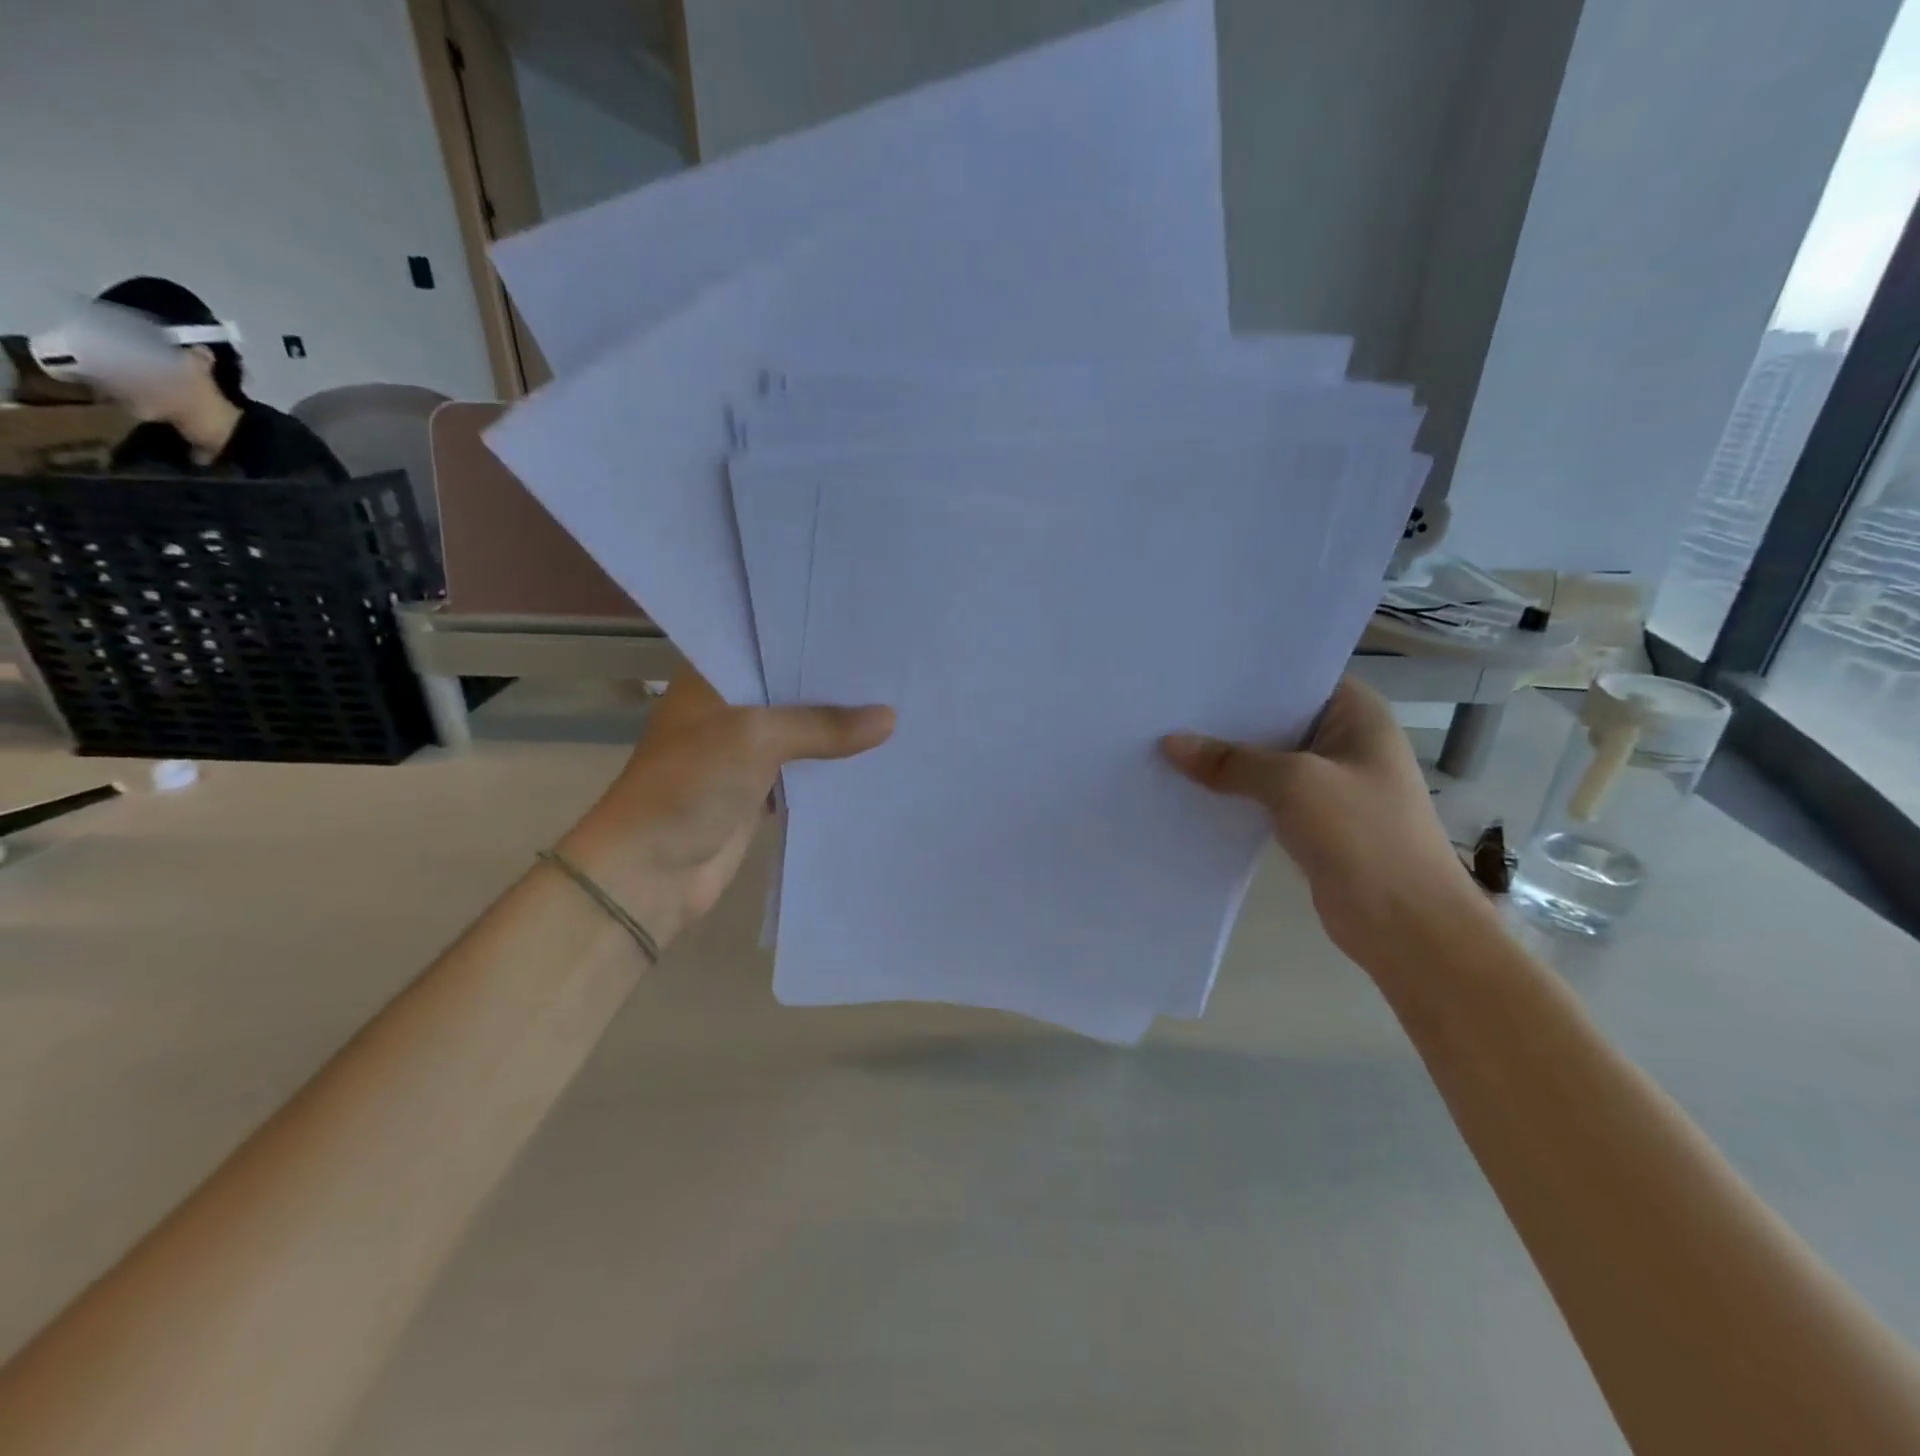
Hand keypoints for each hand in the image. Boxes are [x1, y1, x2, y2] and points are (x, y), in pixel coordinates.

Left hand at [558, 668, 893, 946]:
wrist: (652, 870)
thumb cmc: (692, 782)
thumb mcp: (758, 738)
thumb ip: (823, 724)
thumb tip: (890, 718)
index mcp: (711, 677)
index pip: (769, 644)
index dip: (813, 639)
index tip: (865, 628)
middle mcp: (727, 706)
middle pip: (789, 688)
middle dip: (834, 684)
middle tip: (892, 666)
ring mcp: (741, 750)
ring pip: (799, 730)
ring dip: (836, 727)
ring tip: (895, 702)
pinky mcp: (756, 790)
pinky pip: (802, 769)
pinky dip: (830, 765)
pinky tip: (874, 753)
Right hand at [1162, 677, 1483, 968]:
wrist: (1405, 925)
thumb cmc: (1363, 835)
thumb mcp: (1293, 784)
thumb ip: (1231, 761)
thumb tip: (1170, 743)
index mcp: (1358, 715)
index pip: (1297, 677)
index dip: (1248, 675)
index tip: (1196, 672)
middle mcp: (1345, 741)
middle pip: (1276, 719)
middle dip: (1227, 718)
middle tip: (1168, 707)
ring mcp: (1330, 784)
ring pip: (1267, 760)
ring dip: (1227, 759)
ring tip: (1167, 743)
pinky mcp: (1313, 821)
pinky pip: (1264, 795)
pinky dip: (1234, 793)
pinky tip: (1189, 787)